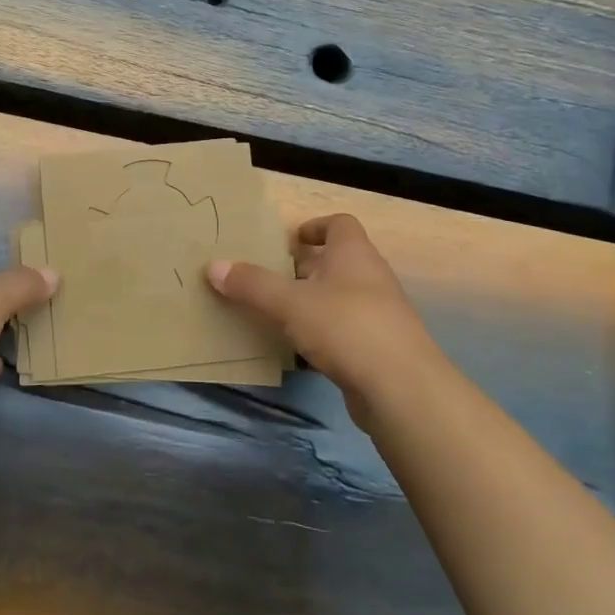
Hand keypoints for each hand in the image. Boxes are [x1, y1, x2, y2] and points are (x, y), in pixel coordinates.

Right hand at [207, 214, 441, 425]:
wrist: (401, 389)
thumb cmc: (346, 327)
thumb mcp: (290, 303)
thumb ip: (252, 285)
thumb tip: (213, 265)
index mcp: (354, 254)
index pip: (340, 224)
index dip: (314, 227)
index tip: (288, 241)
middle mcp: (369, 278)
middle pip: (334, 262)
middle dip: (301, 268)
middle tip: (265, 277)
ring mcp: (377, 315)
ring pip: (337, 298)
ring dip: (309, 302)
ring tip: (273, 312)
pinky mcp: (376, 349)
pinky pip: (342, 331)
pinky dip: (319, 334)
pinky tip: (296, 350)